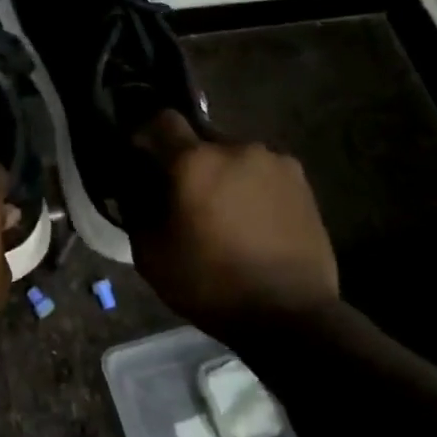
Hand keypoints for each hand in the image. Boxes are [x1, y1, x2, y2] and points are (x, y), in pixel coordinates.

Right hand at [130, 112, 337, 334]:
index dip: (148, 136)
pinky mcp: (302, 182)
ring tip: (224, 214)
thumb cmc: (210, 284)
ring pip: (234, 157)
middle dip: (189, 162)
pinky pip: (263, 172)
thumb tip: (134, 188)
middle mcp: (235, 148)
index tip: (144, 161)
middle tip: (186, 198)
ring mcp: (274, 162)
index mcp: (194, 161)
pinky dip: (252, 187)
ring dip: (223, 174)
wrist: (291, 316)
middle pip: (200, 140)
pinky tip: (254, 221)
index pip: (162, 120)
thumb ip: (135, 210)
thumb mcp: (151, 255)